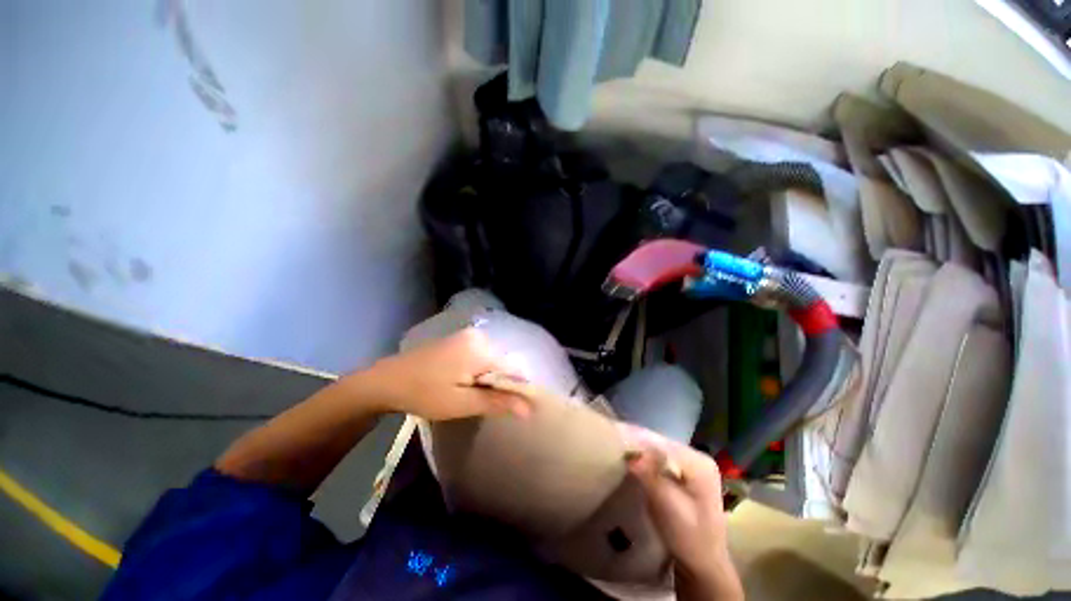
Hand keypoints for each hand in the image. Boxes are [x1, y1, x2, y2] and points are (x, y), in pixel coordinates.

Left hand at [352, 328, 530, 420]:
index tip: (502, 407)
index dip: (513, 390)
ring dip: (486, 378)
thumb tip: (529, 408)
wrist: (387, 380)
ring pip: (490, 361)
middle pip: (501, 364)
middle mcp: (478, 335)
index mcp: (481, 348)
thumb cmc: (424, 393)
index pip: (513, 369)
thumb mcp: (461, 403)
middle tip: (476, 401)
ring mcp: (467, 335)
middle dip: (496, 384)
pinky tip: (461, 382)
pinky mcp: (459, 339)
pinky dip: (476, 371)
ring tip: (467, 394)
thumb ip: (497, 402)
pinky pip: (479, 355)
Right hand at [620, 424, 741, 599]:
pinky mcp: (685, 470)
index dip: (637, 438)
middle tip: (611, 437)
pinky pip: (660, 456)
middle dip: (636, 439)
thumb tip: (632, 455)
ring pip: (659, 447)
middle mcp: (697, 456)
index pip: (662, 444)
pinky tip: (630, 455)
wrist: (703, 564)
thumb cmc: (688, 539)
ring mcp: (692, 463)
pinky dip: (644, 455)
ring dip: (638, 446)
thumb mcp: (668, 508)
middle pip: (660, 442)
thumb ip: (651, 477)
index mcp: (699, 463)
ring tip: (615, 442)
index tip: (613, 434)